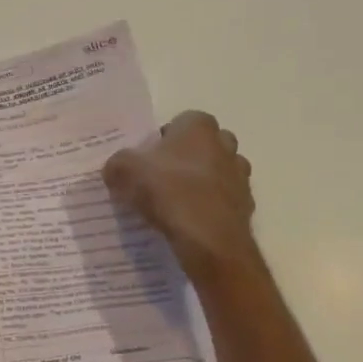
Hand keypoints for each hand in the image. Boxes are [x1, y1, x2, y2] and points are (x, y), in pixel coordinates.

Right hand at [102, 110, 256, 279]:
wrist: (209, 239)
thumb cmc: (169, 191)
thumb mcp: (125, 171)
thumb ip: (117, 164)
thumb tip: (115, 169)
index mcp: (199, 126)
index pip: (180, 122)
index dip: (162, 140)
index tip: (147, 160)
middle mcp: (225, 145)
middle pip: (203, 145)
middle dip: (185, 158)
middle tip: (161, 178)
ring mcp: (240, 176)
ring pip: (217, 172)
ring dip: (200, 182)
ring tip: (175, 203)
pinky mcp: (247, 206)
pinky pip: (223, 200)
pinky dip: (210, 207)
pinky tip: (190, 222)